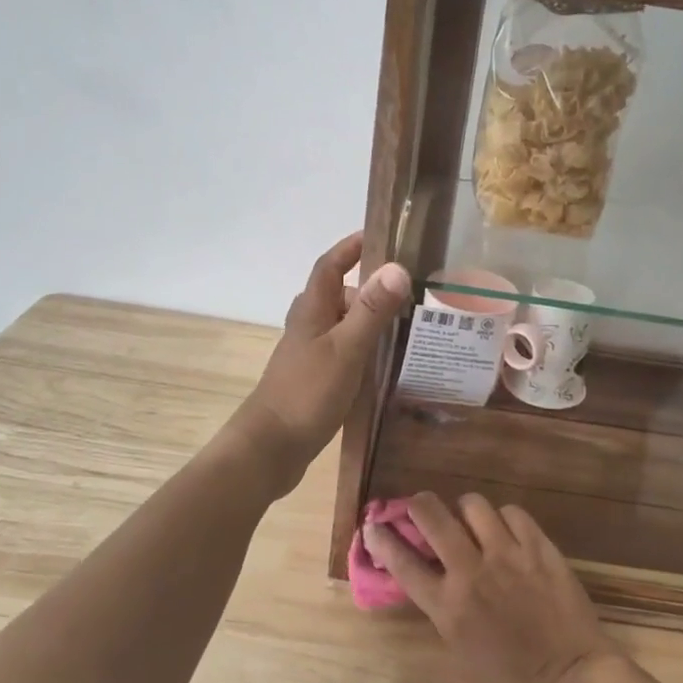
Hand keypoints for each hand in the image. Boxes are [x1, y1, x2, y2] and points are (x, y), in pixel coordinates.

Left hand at [229, 232, 410, 493]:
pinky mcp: (315, 376)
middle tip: (411, 289)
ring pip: (343, 323)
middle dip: (371, 287)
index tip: (381, 235)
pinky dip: (364, 346)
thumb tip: (397, 267)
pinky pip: (344, 348)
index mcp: (312, 309)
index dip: (351, 247)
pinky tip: (386, 362)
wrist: (271, 448)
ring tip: (409, 324)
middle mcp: (308, 324)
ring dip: (370, 318)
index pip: (330, 264)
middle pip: (340, 293)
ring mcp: (310, 352)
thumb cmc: (307, 393)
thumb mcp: (346, 349)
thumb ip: (371, 310)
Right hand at [365, 493, 627, 682]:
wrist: (573, 681)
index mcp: (448, 607)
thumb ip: (443, 612)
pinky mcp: (539, 547)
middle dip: (419, 504)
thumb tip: (431, 582)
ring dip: (464, 510)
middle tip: (421, 508)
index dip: (381, 539)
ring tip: (471, 521)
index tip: (373, 526)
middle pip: (433, 516)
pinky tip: (507, 532)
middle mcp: (472, 571)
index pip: (402, 562)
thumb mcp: (461, 654)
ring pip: (473, 505)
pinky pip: (513, 513)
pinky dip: (504, 518)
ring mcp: (507, 554)